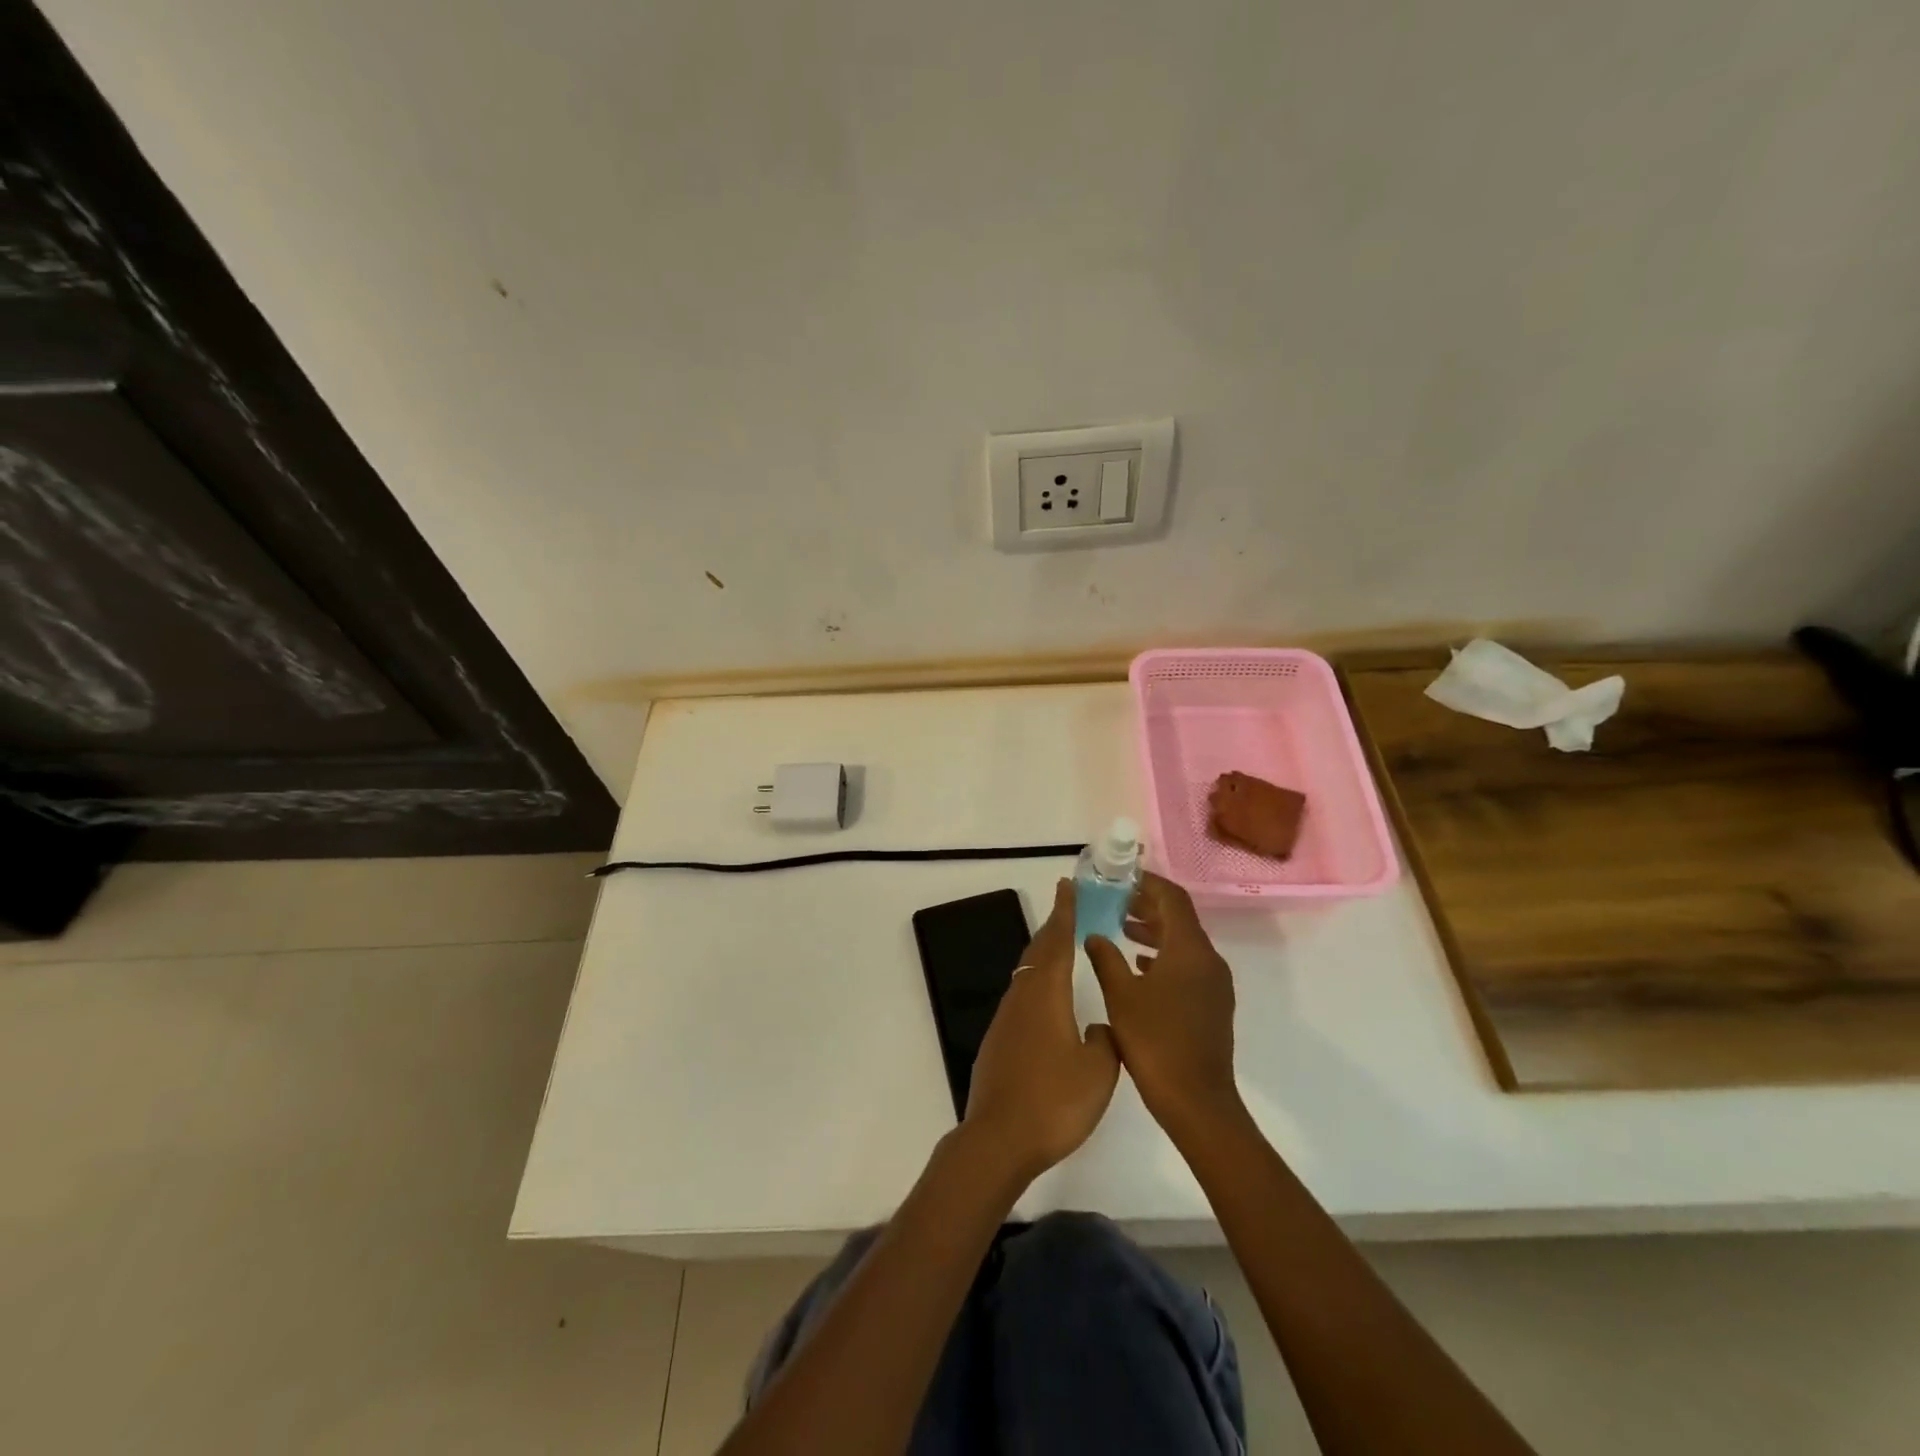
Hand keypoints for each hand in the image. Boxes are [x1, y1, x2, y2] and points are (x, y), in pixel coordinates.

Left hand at [964, 879, 1119, 1181]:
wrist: (998, 1139)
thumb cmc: (1054, 1101)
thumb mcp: (1098, 1072)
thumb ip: (1105, 1041)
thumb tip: (1098, 1027)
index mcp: (1046, 996)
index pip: (1058, 942)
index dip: (1065, 912)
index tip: (1068, 886)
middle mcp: (1022, 998)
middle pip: (1038, 952)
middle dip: (1053, 927)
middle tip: (1068, 908)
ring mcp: (1005, 1020)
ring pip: (1026, 974)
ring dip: (1043, 954)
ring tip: (1061, 948)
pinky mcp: (998, 1041)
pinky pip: (1020, 997)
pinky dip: (1036, 983)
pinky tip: (1046, 1002)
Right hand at [1085, 871, 1240, 1141]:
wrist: (1197, 1102)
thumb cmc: (1155, 1042)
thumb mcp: (1120, 995)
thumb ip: (1105, 958)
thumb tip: (1094, 934)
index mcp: (1189, 950)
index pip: (1172, 898)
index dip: (1147, 883)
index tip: (1120, 878)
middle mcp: (1208, 959)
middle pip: (1180, 918)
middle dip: (1148, 905)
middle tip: (1115, 901)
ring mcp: (1214, 984)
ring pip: (1183, 943)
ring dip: (1155, 931)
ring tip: (1121, 929)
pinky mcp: (1212, 1004)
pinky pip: (1188, 965)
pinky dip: (1163, 957)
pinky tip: (1139, 967)